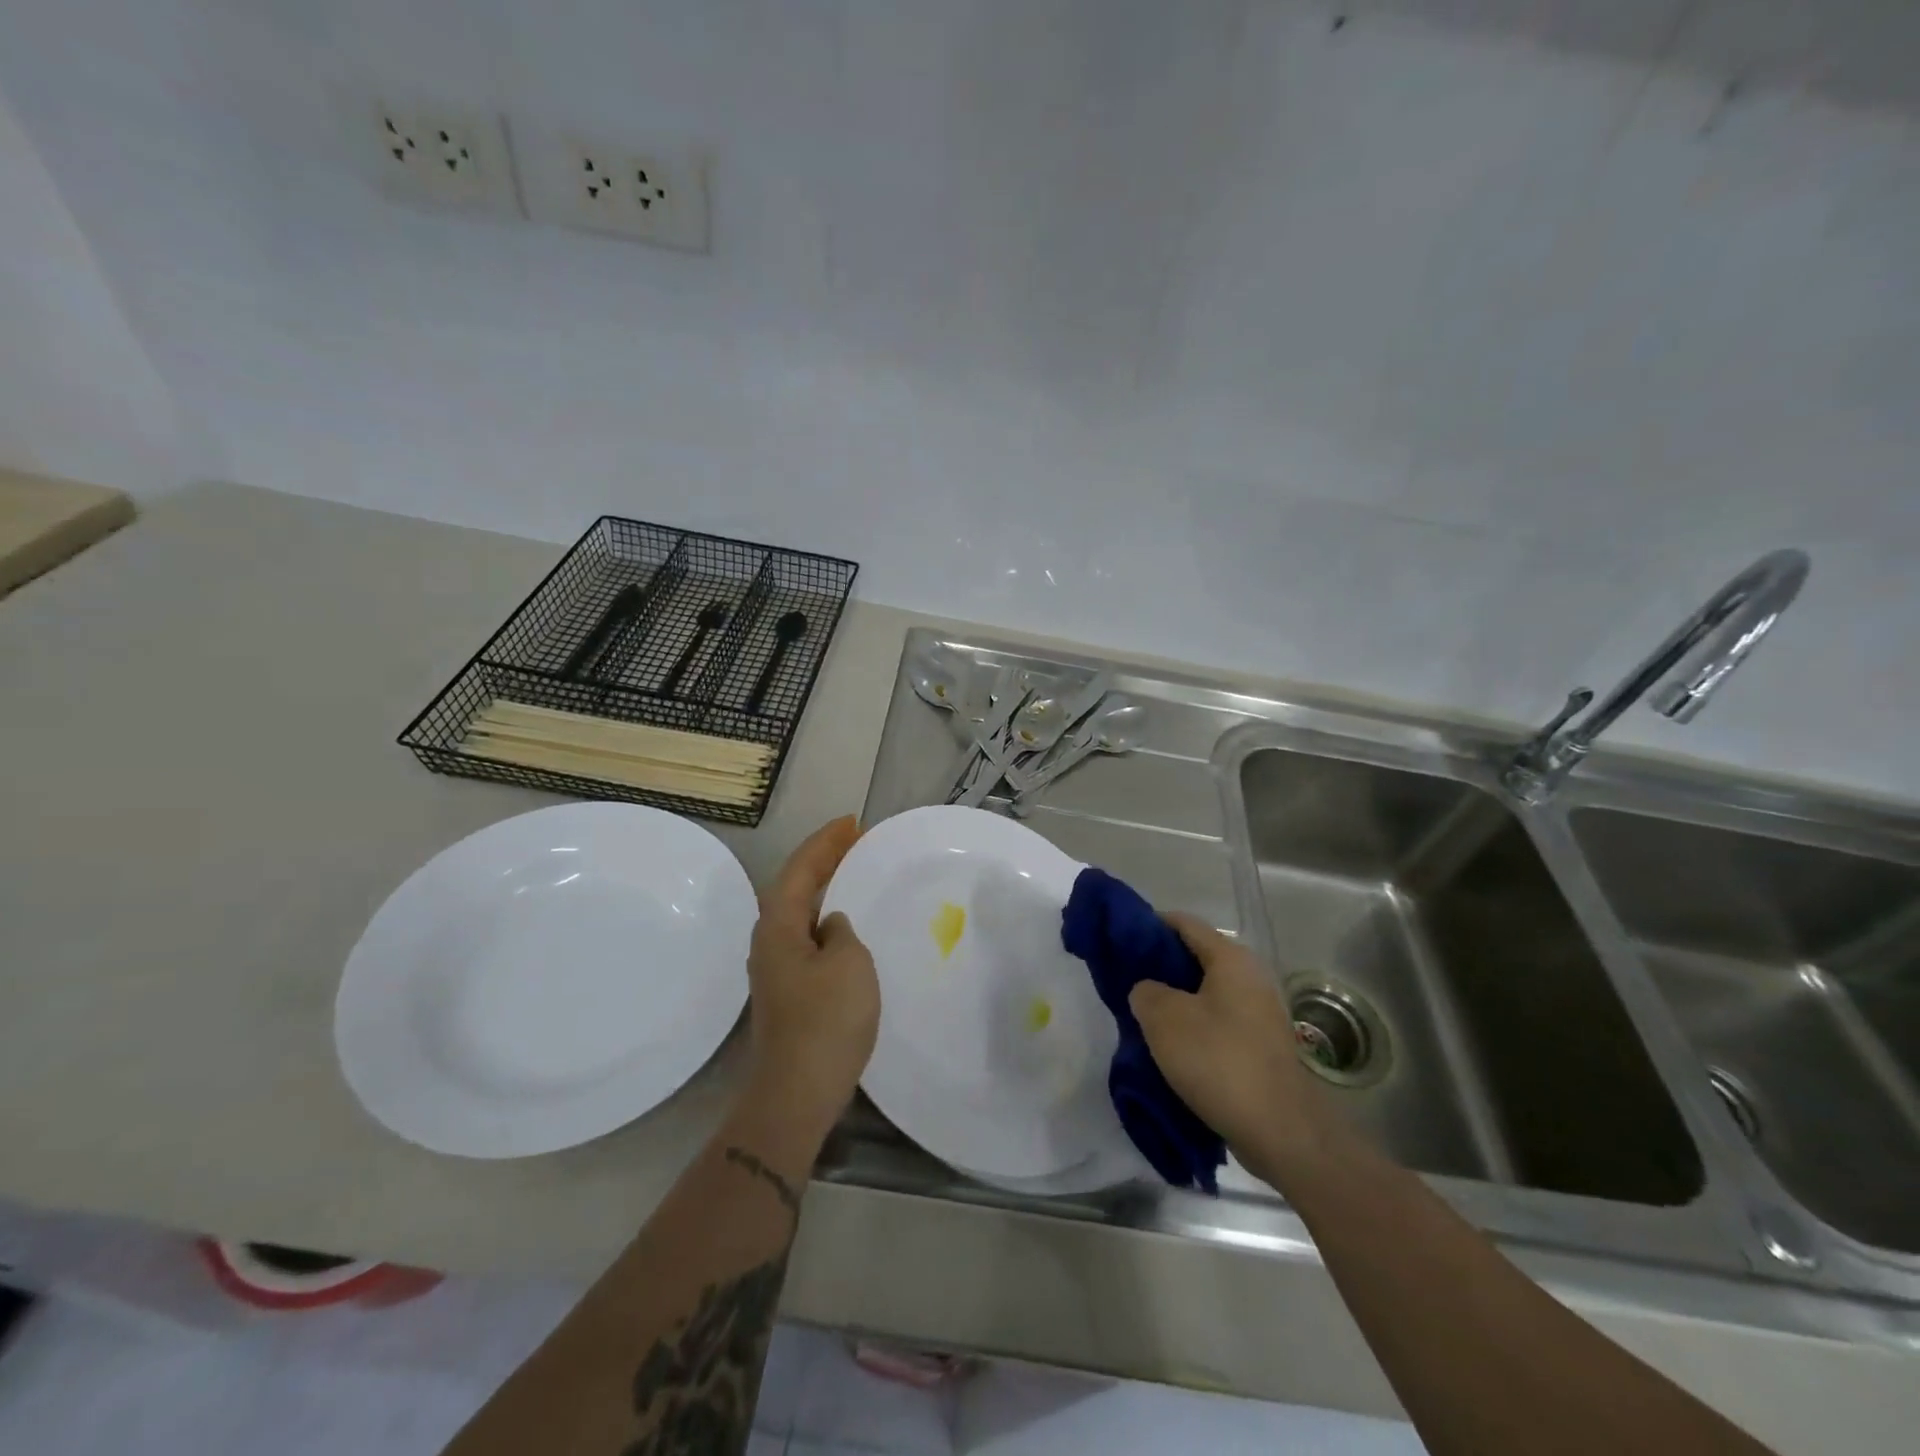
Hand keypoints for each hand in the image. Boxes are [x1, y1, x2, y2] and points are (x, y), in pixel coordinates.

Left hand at [741, 816, 878, 1143]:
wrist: (798, 1091)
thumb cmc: (827, 1020)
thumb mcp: (849, 963)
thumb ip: (843, 931)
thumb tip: (832, 927)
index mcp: (779, 926)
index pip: (801, 869)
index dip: (826, 842)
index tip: (852, 823)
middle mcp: (769, 941)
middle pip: (795, 886)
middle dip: (822, 860)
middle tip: (854, 841)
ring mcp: (775, 968)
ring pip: (799, 912)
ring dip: (823, 888)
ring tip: (851, 872)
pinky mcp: (787, 991)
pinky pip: (806, 936)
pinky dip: (825, 918)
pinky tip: (844, 926)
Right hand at [1129, 914, 1337, 1180]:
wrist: (1282, 1131)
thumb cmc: (1219, 1061)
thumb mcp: (1164, 1019)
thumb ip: (1145, 992)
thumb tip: (1148, 990)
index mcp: (1231, 958)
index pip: (1184, 923)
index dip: (1149, 925)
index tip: (1120, 940)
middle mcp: (1250, 977)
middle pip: (1196, 957)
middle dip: (1160, 967)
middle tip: (1127, 982)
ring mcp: (1260, 1013)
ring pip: (1206, 993)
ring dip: (1175, 1001)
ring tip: (1143, 1017)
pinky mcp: (1261, 1045)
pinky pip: (1218, 1022)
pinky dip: (1194, 1026)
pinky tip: (1171, 1047)